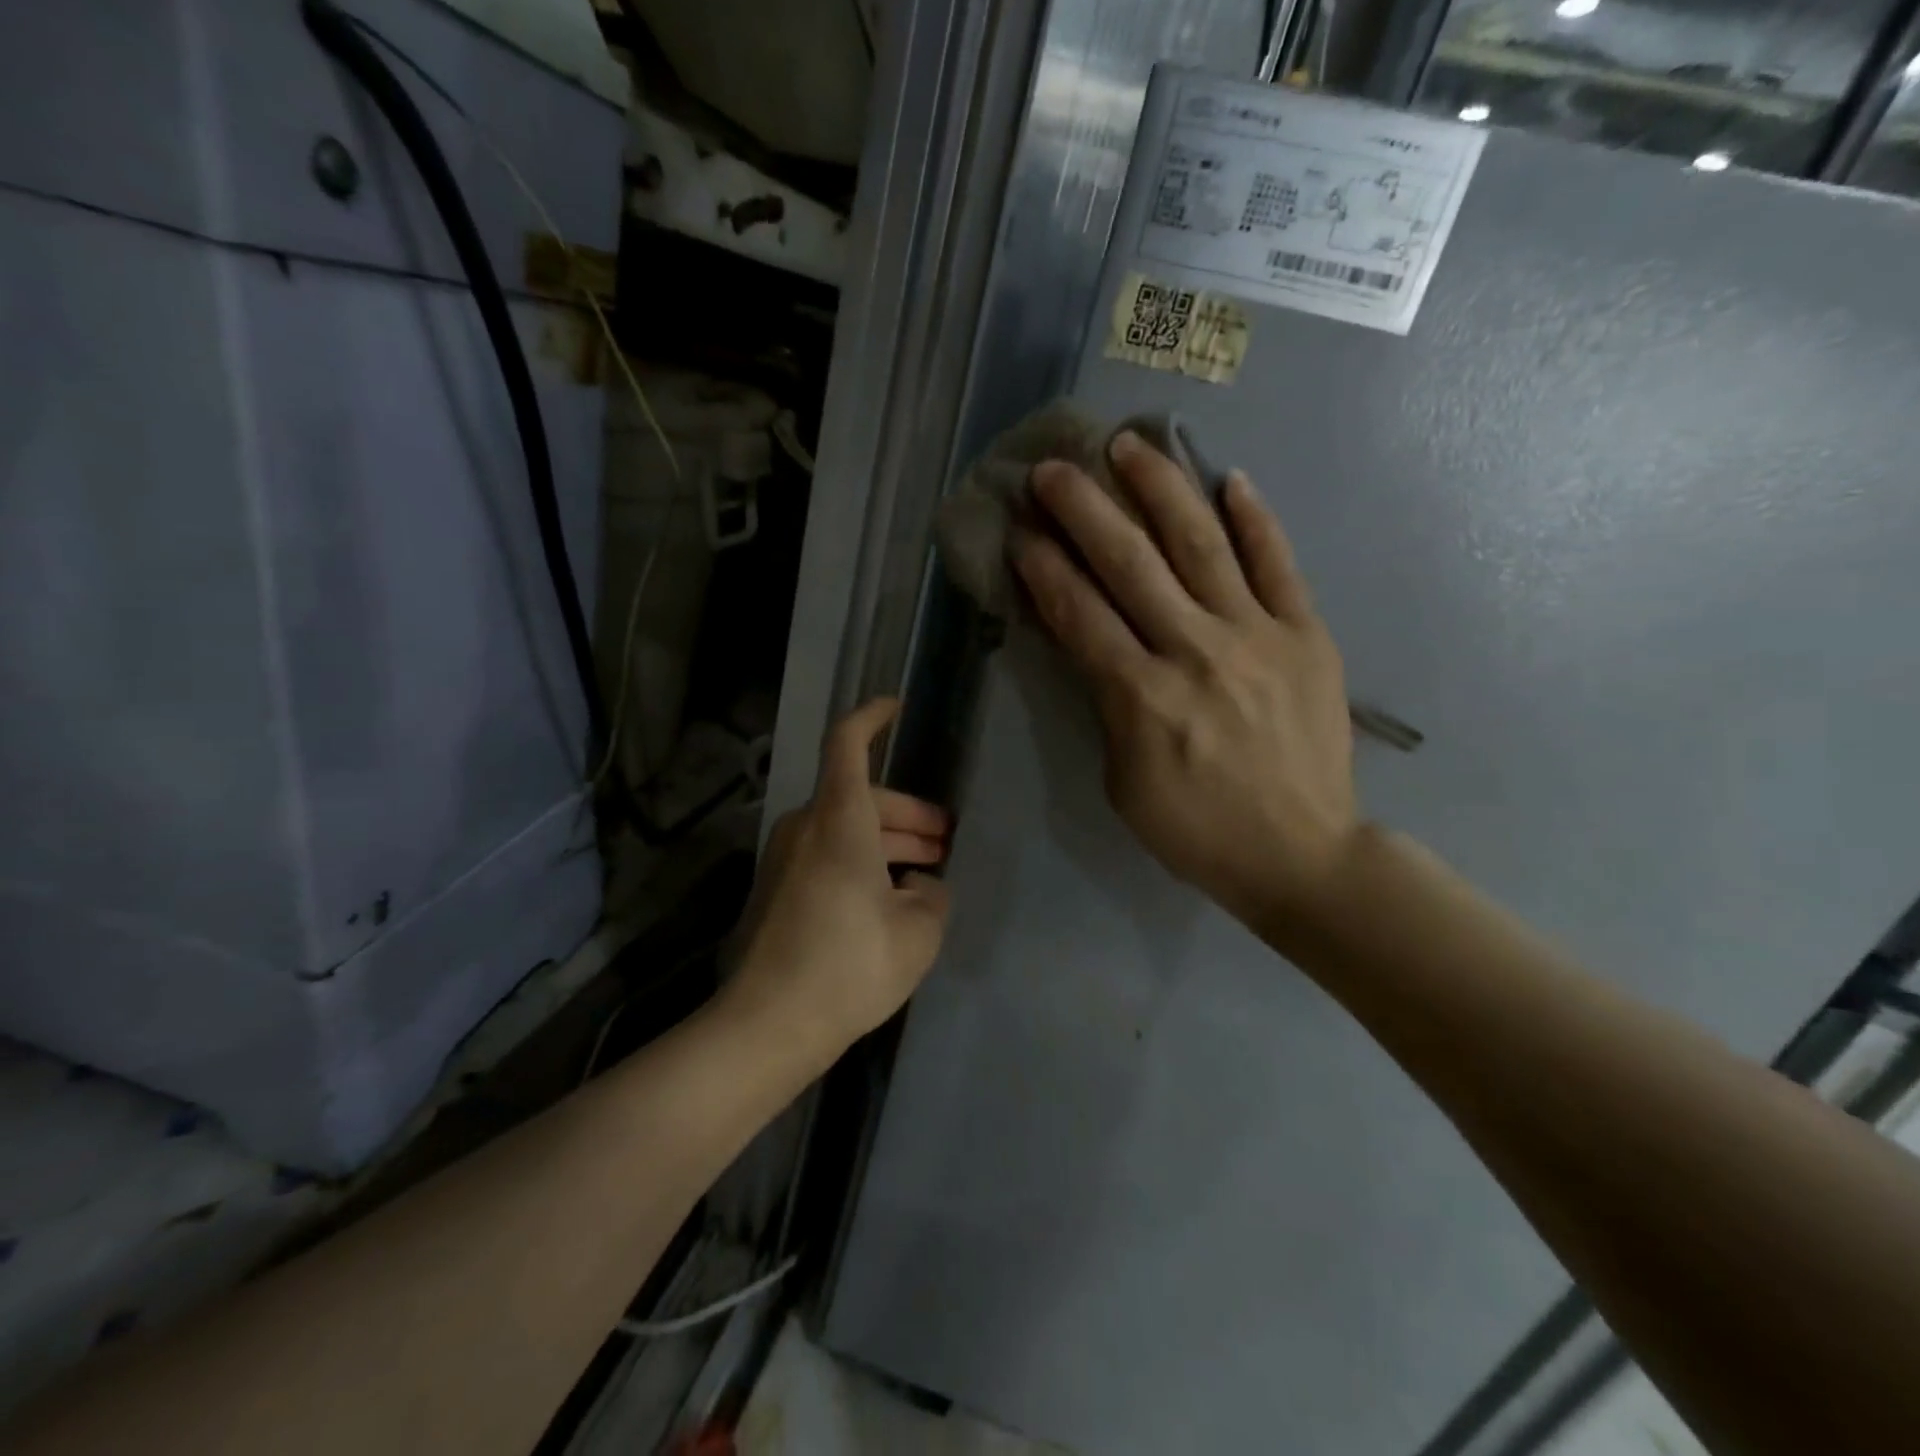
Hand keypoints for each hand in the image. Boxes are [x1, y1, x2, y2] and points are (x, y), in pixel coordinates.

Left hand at [723, 699, 952, 1067]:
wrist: (767, 1024)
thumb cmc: (849, 964)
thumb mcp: (917, 931)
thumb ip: (931, 895)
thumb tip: (921, 885)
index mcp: (839, 819)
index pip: (848, 743)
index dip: (872, 716)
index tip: (897, 706)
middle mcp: (805, 828)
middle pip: (862, 798)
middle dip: (908, 814)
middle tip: (945, 841)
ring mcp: (784, 861)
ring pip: (846, 830)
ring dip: (887, 843)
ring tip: (926, 872)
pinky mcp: (775, 893)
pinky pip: (827, 859)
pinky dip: (861, 864)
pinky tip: (888, 899)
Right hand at [1014, 431, 1357, 935]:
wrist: (1300, 854)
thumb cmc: (1196, 829)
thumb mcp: (1122, 780)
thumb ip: (1105, 705)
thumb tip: (1091, 643)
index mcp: (1141, 697)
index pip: (1079, 613)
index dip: (1044, 567)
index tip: (1020, 530)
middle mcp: (1195, 651)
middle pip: (1129, 563)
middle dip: (1084, 509)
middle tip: (1053, 468)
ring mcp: (1257, 636)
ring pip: (1200, 544)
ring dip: (1160, 489)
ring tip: (1131, 445)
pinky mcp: (1307, 635)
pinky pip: (1278, 564)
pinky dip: (1255, 519)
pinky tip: (1230, 479)